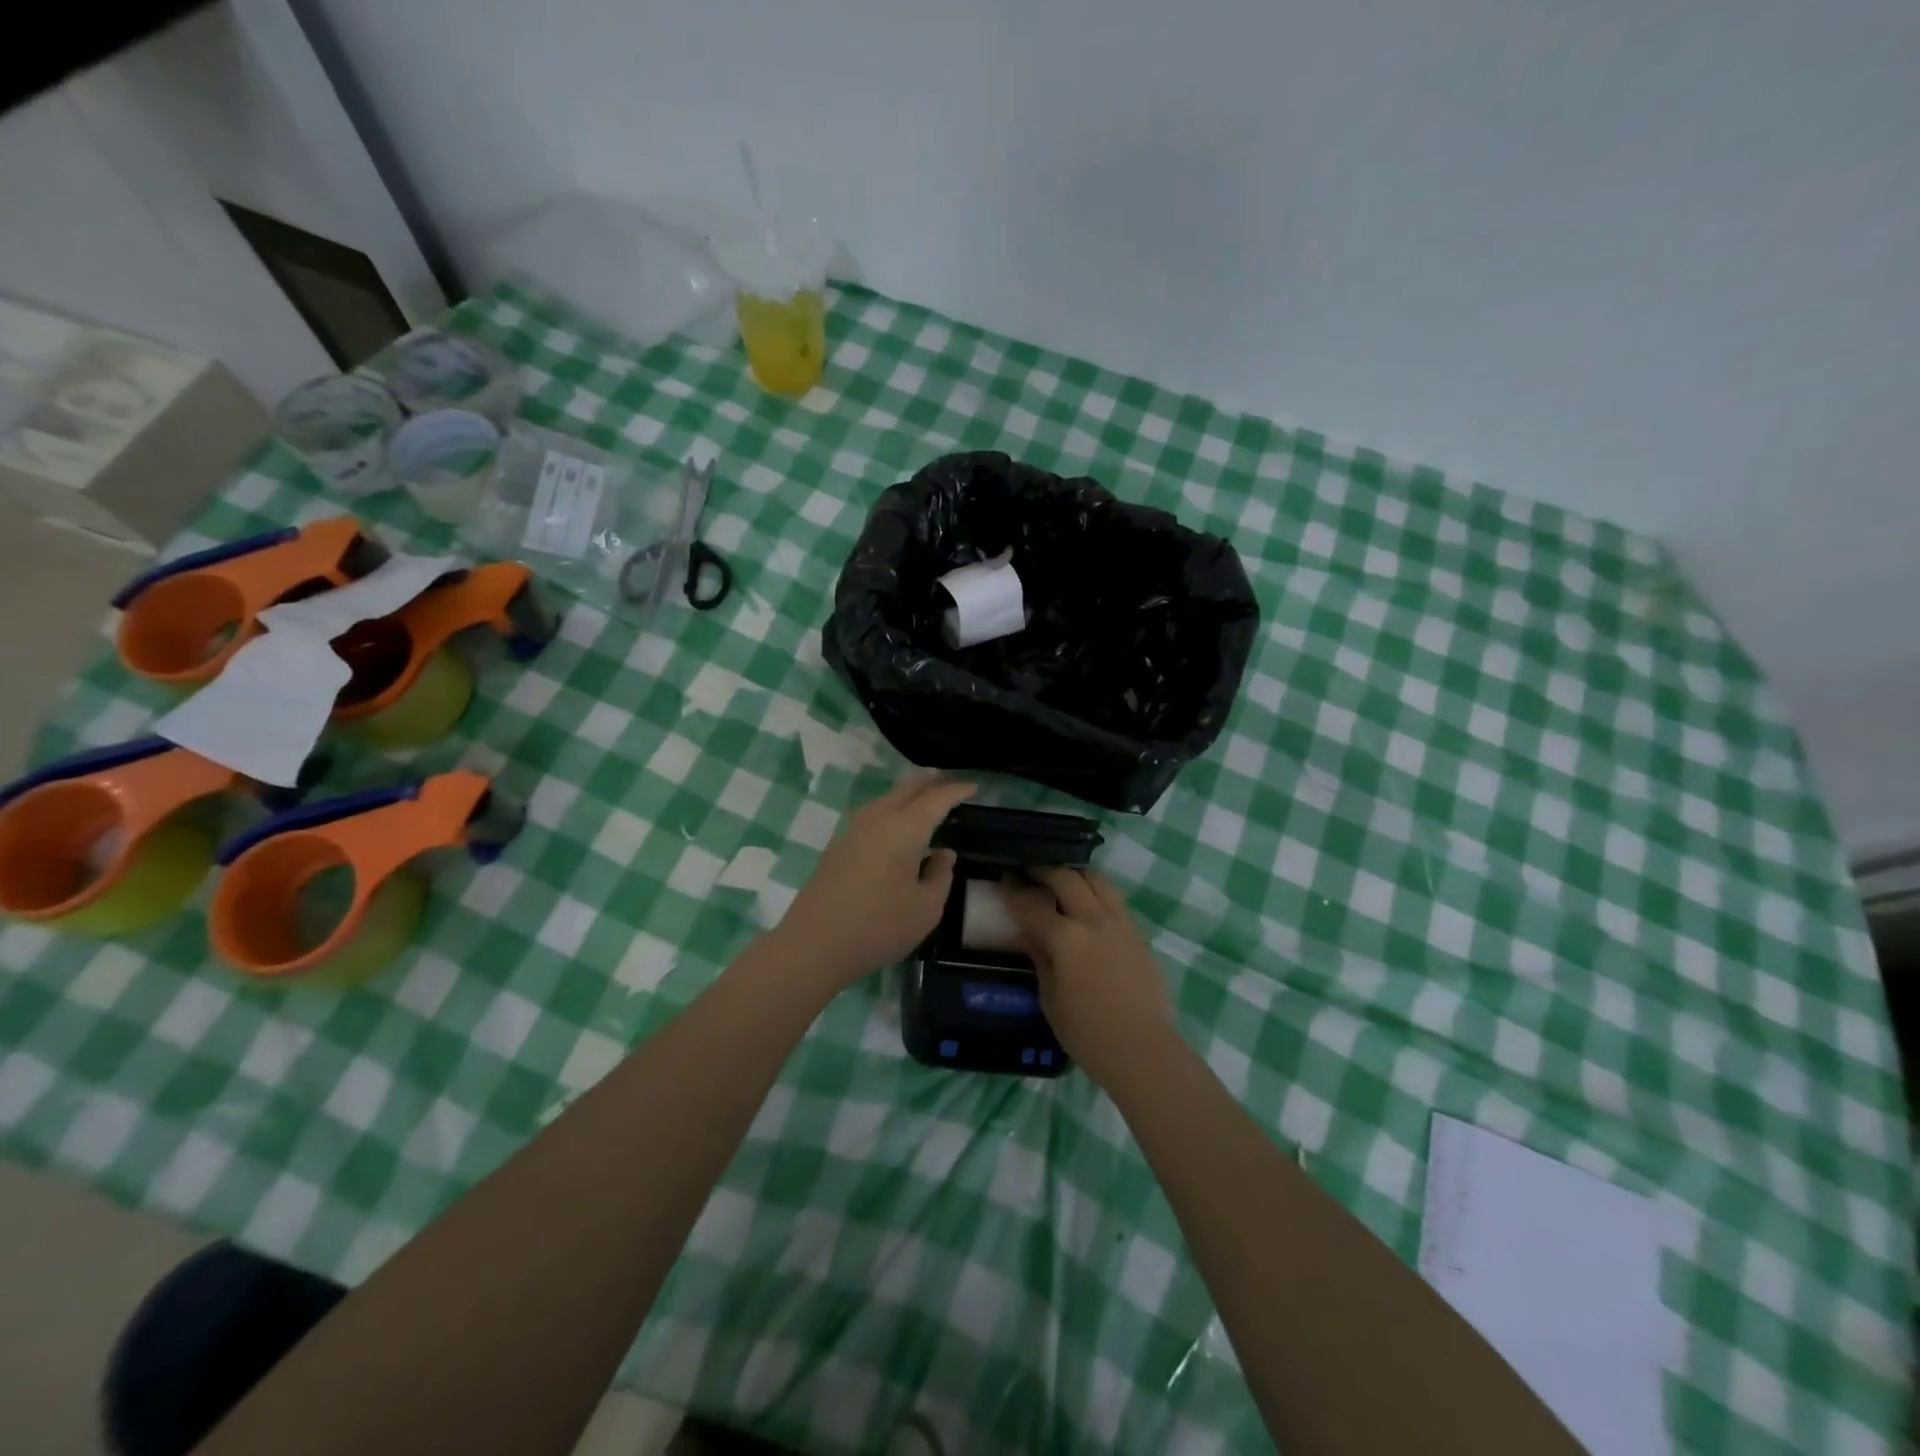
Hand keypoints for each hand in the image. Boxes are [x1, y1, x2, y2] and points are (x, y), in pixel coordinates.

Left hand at [774, 775, 976, 986]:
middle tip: (950, 782)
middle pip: (907, 788)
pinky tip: (895, 824)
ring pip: (886, 798)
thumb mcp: (926, 908)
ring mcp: (853, 829)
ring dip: (908, 793)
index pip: (936, 799)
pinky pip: (872, 813)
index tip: (974, 786)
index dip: (956, 790)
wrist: (814, 943)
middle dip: (930, 781)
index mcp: (905, 828)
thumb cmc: (879, 926)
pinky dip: (891, 808)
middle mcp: (878, 818)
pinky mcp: (838, 844)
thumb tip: (943, 853)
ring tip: (924, 797)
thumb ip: (941, 876)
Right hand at [1005, 868, 1176, 1085]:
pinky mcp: (1138, 934)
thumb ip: (1039, 959)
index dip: (1014, 892)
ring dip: (1076, 875)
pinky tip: (1089, 906)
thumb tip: (1026, 935)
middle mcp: (1093, 920)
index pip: (1032, 905)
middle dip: (1044, 871)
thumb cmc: (1087, 1033)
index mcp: (1065, 938)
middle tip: (1030, 873)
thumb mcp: (1050, 999)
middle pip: (1066, 878)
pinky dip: (1097, 893)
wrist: (1143, 1049)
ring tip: (1062, 881)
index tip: (1005, 880)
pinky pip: (1115, 900)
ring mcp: (1120, 923)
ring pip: (1097, 880)